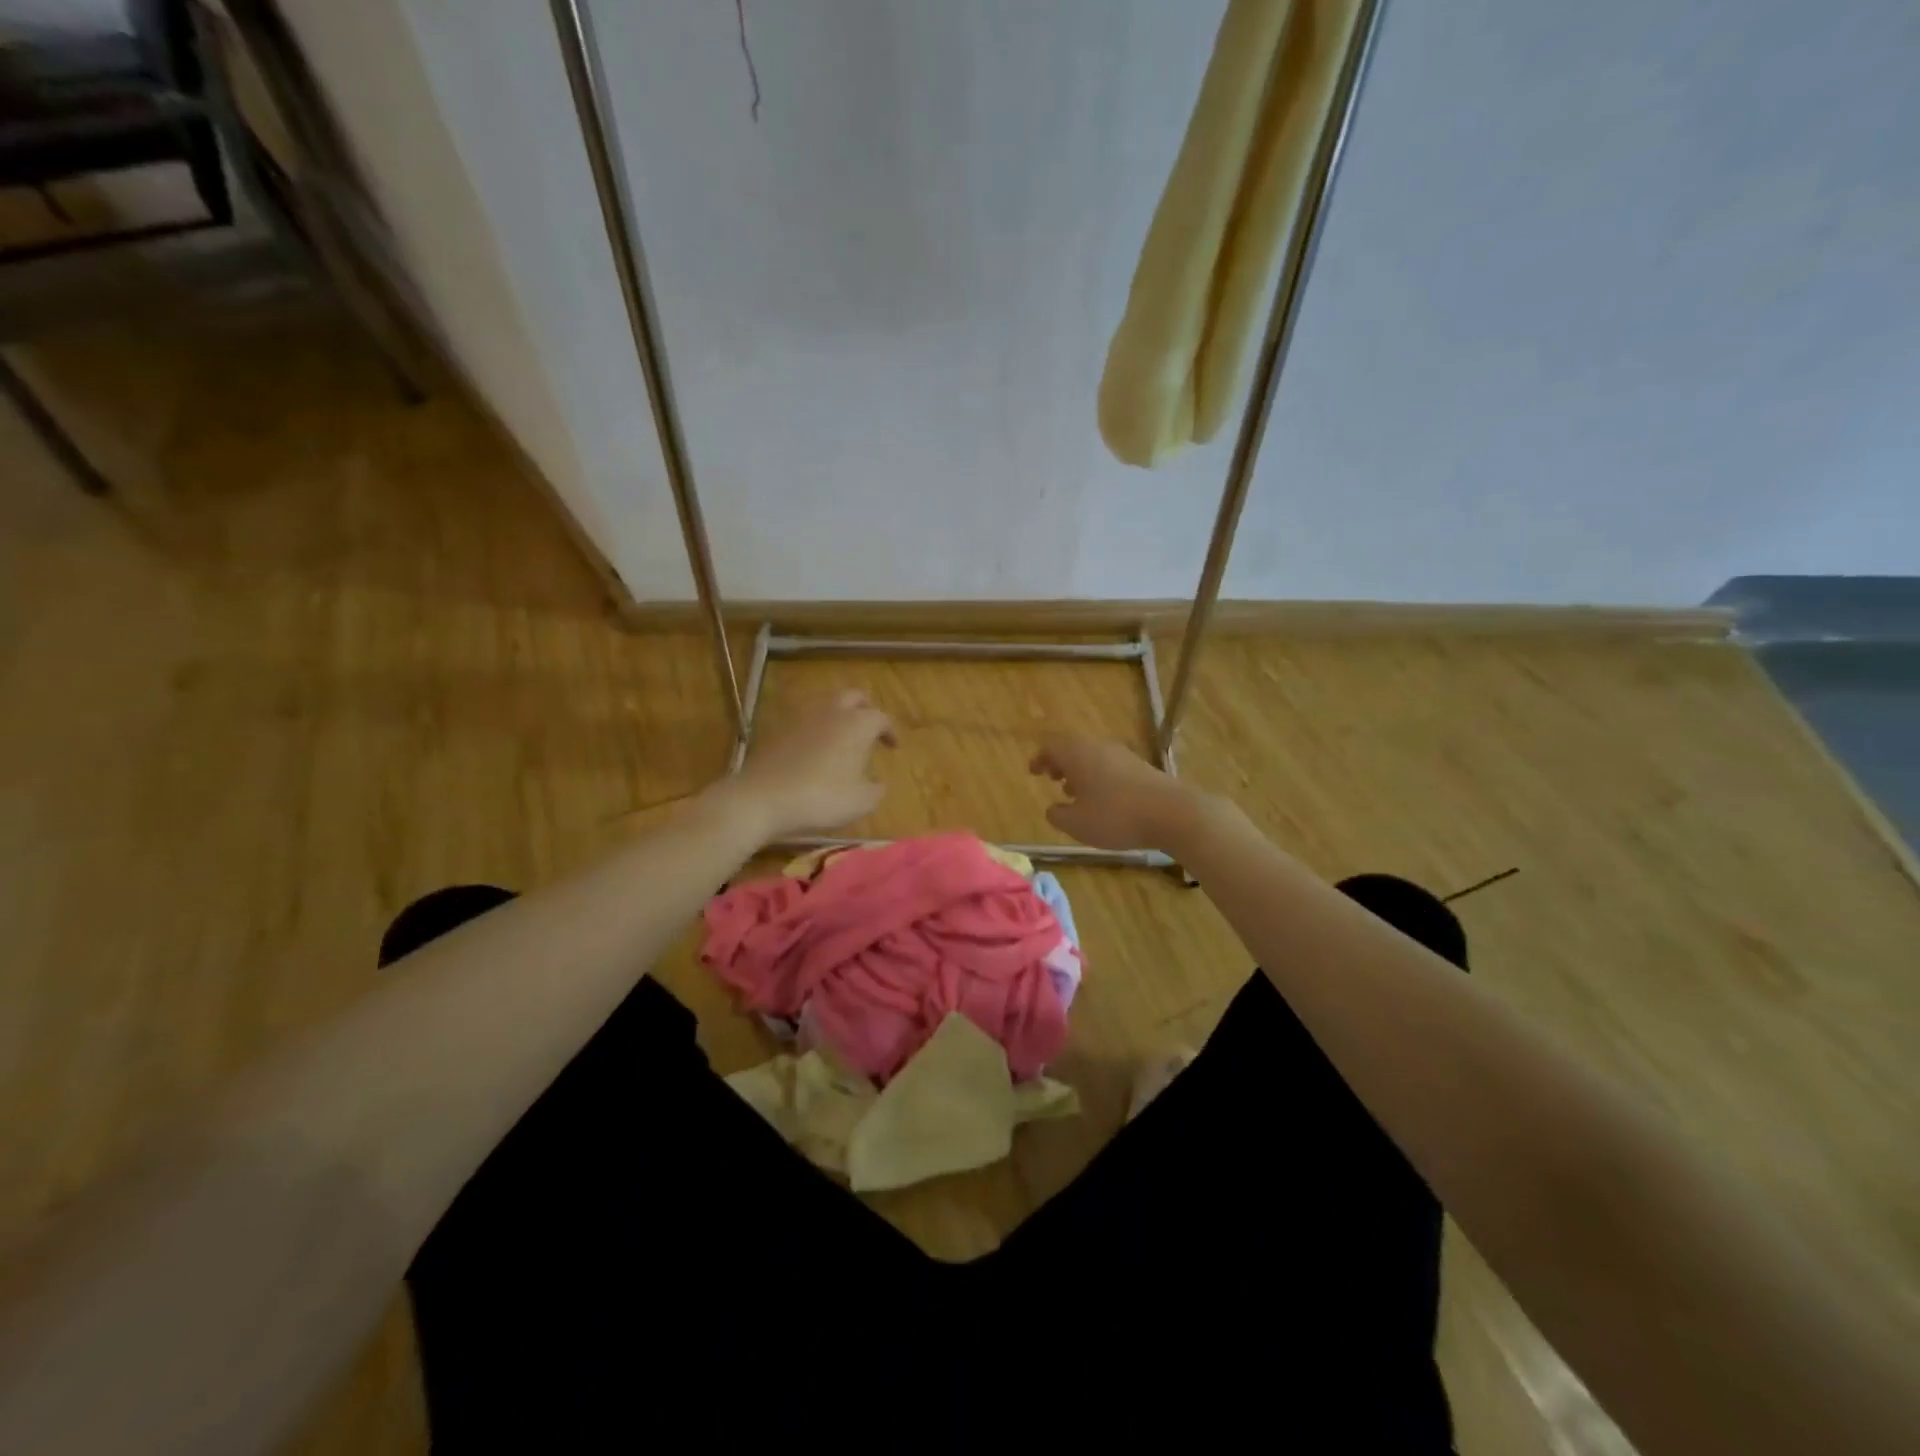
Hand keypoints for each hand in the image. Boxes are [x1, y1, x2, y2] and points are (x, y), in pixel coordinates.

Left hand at [729, 689, 895, 839]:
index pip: (881, 717)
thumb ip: (876, 790)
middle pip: (854, 697)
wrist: (763, 798)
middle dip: (865, 709)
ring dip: (839, 716)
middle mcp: (832, 712)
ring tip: (842, 739)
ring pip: (827, 705)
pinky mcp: (779, 729)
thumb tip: (878, 784)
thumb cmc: (821, 798)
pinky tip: (815, 750)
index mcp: (857, 724)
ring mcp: (802, 718)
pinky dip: (816, 729)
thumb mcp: (861, 802)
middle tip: (870, 728)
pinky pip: (805, 721)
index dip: (889, 731)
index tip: (893, 746)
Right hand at [1029, 735, 1196, 850]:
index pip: (1051, 747)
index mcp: (1077, 754)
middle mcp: (1098, 747)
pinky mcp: (1140, 767)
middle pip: (1073, 748)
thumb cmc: (1116, 816)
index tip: (1033, 771)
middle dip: (1059, 763)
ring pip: (1092, 757)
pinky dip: (1098, 777)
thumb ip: (1058, 815)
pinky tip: (1101, 799)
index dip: (1040, 759)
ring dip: (1079, 771)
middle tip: (1051, 778)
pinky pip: (1109, 766)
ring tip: (1073, 792)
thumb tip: (1052, 809)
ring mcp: (1123, 755)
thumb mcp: (1077, 824)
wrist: (1172, 813)